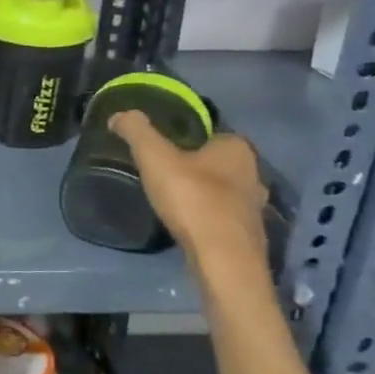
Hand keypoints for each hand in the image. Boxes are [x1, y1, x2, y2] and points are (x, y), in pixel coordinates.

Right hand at [110, 113, 269, 270]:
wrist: (223, 258)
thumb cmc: (192, 199)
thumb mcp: (155, 157)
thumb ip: (137, 131)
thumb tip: (119, 115)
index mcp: (237, 148)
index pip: (210, 134)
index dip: (185, 140)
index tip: (162, 150)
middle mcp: (254, 173)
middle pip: (218, 163)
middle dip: (196, 167)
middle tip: (163, 174)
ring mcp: (255, 206)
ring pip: (223, 191)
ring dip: (203, 194)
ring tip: (173, 201)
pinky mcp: (249, 234)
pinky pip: (224, 217)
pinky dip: (208, 218)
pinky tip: (189, 224)